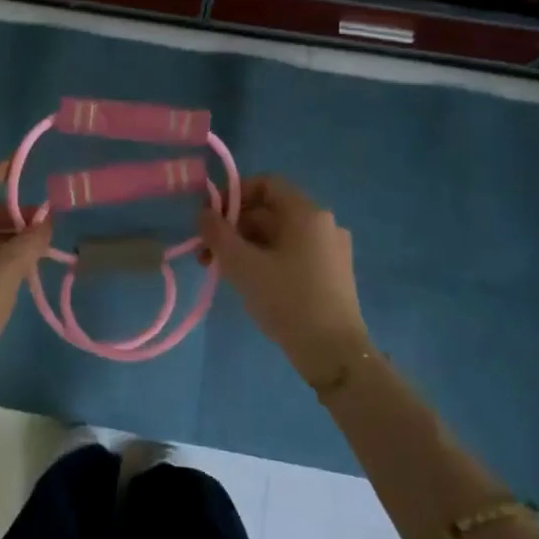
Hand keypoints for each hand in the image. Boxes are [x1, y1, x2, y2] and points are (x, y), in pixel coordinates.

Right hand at [199, 175, 370, 384]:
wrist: (334, 353)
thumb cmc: (288, 300)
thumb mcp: (243, 265)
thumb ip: (218, 234)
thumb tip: (204, 213)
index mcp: (307, 212)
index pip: (266, 184)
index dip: (233, 194)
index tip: (209, 217)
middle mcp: (323, 223)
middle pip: (270, 211)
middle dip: (234, 226)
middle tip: (206, 252)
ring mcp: (330, 249)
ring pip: (279, 235)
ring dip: (246, 245)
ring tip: (221, 271)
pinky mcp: (331, 273)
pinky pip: (292, 253)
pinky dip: (266, 259)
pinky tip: (249, 283)